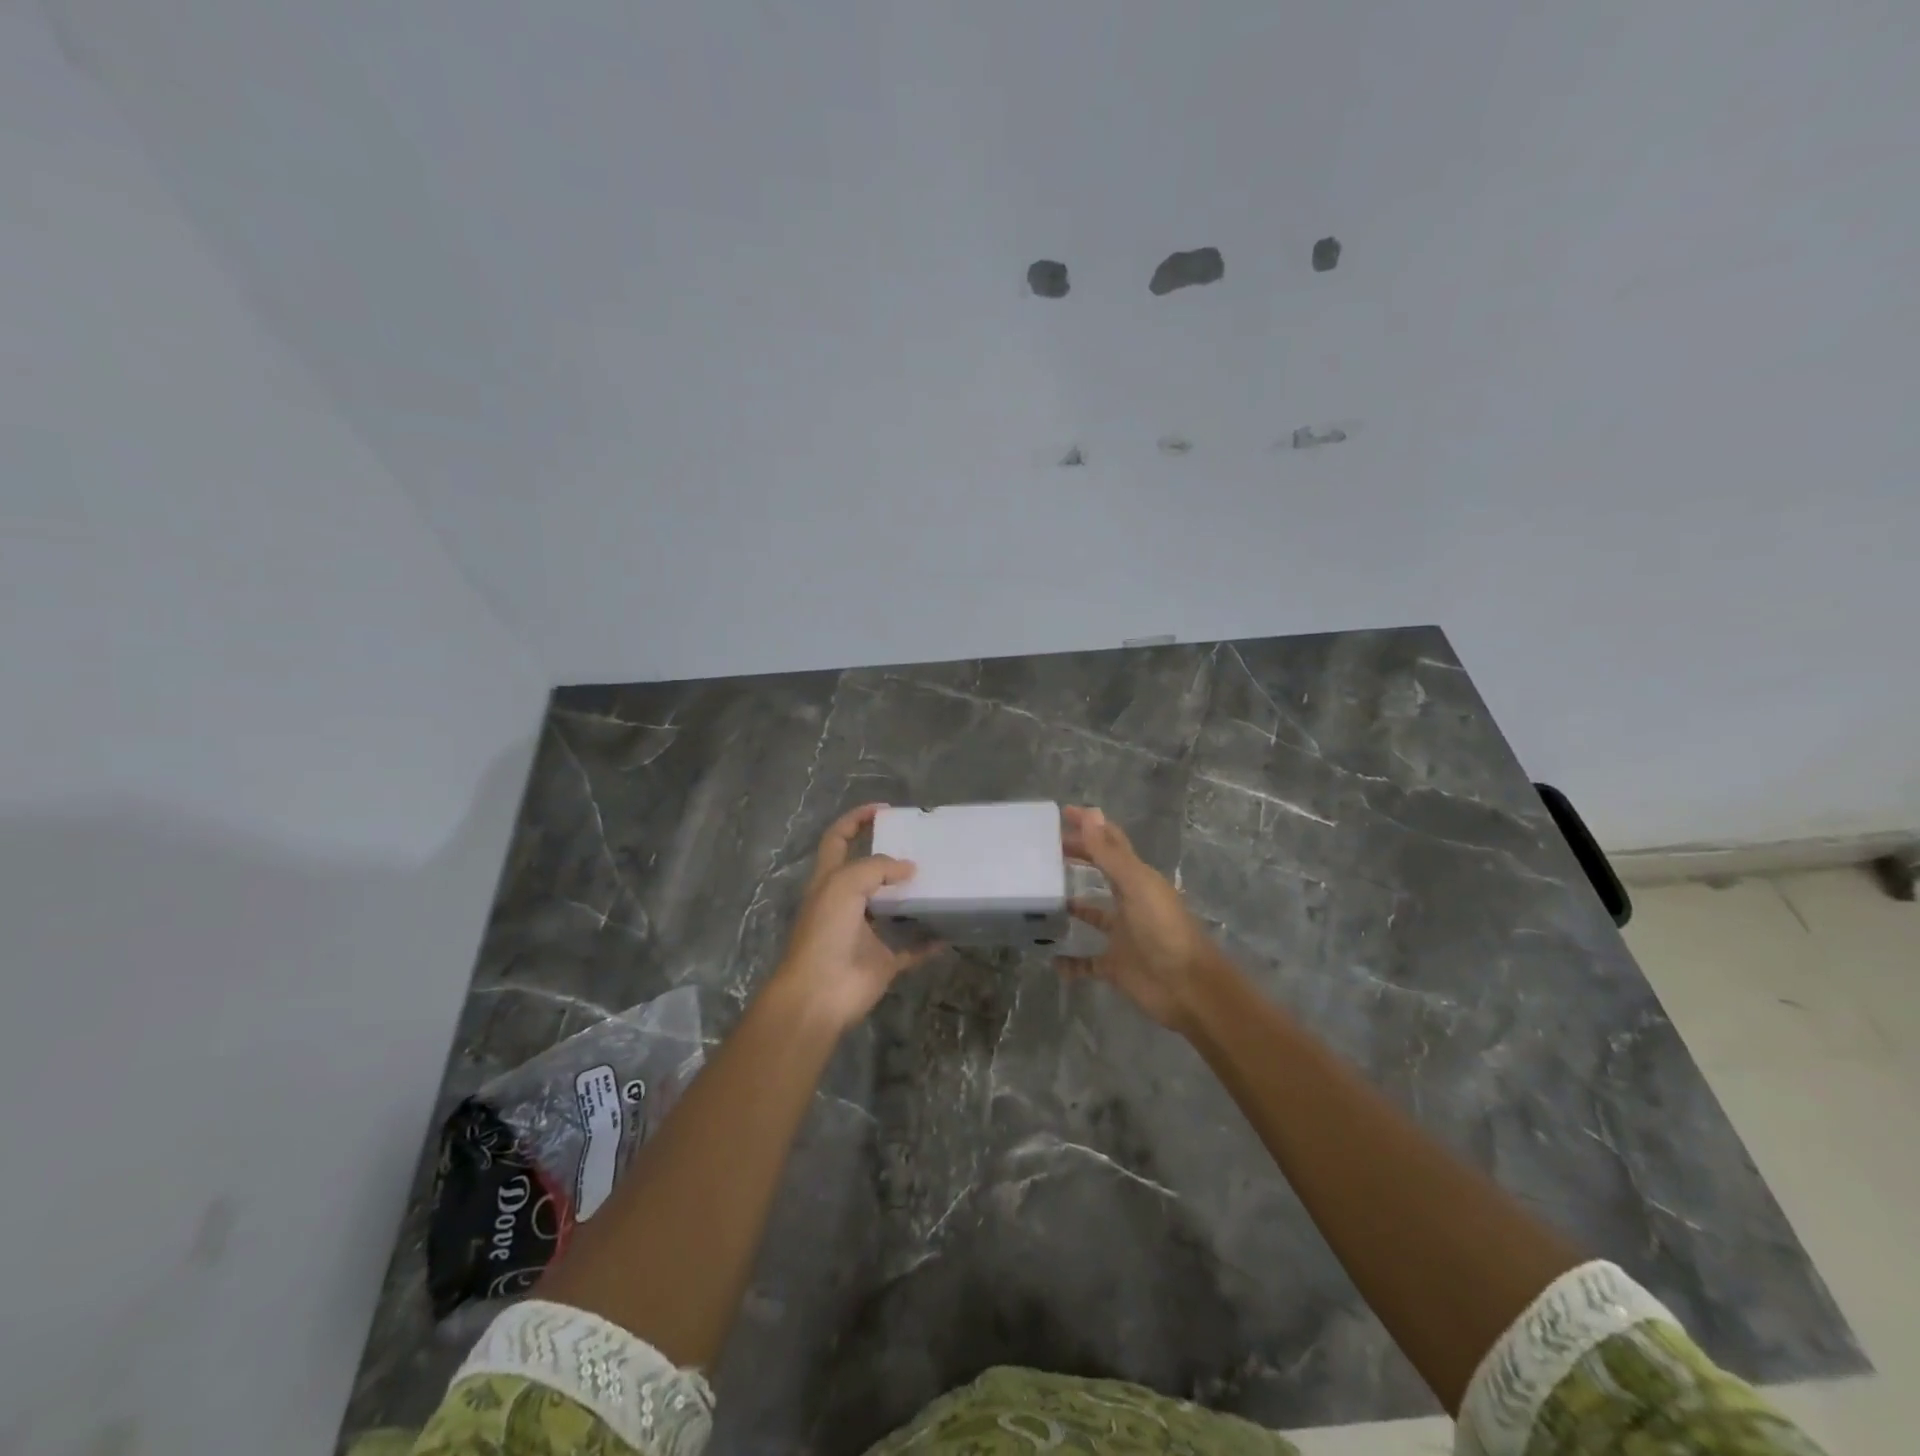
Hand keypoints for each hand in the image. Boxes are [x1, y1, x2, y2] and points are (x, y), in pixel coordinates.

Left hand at [773, 804, 941, 1030]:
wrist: (818, 994)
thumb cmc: (825, 932)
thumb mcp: (844, 885)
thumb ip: (877, 868)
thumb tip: (908, 868)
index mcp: (829, 880)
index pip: (838, 839)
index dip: (856, 819)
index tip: (885, 810)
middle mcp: (846, 903)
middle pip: (868, 872)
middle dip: (892, 856)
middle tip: (923, 846)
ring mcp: (864, 934)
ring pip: (892, 908)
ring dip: (913, 896)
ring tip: (941, 879)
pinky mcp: (882, 961)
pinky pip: (911, 948)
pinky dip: (929, 941)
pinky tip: (950, 929)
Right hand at [1055, 806, 1223, 1034]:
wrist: (1188, 988)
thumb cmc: (1163, 930)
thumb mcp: (1135, 885)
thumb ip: (1109, 852)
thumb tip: (1089, 812)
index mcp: (1137, 879)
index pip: (1110, 843)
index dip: (1089, 826)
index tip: (1060, 814)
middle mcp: (1129, 901)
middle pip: (1100, 872)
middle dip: (1077, 858)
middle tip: (1044, 850)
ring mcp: (1122, 934)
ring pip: (1092, 914)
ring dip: (1072, 906)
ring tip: (1041, 897)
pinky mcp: (1115, 965)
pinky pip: (1086, 962)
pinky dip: (1070, 962)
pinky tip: (1049, 958)